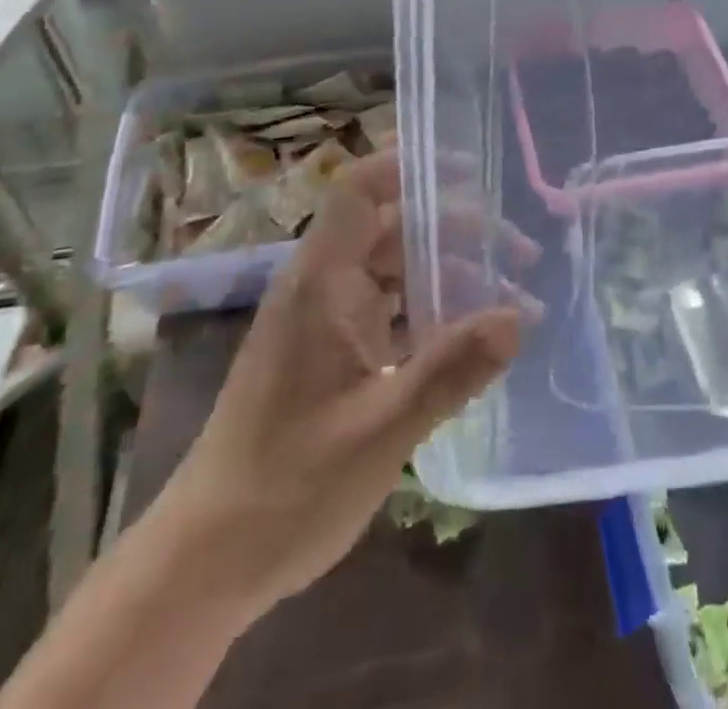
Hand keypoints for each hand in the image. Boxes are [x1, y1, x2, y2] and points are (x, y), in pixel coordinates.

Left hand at [151, 150, 521, 622]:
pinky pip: (390, 309)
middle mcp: (322, 287)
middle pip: (393, 227)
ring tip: (512, 296)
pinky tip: (472, 337)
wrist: (206, 561)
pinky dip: (432, 312)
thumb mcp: (380, 428)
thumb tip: (519, 317)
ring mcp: (325, 320)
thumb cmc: (288, 486)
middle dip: (458, 229)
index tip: (473, 169)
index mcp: (321, 282)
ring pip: (396, 270)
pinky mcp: (331, 353)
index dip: (411, 166)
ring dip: (451, 274)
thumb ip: (451, 369)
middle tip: (520, 251)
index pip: (360, 191)